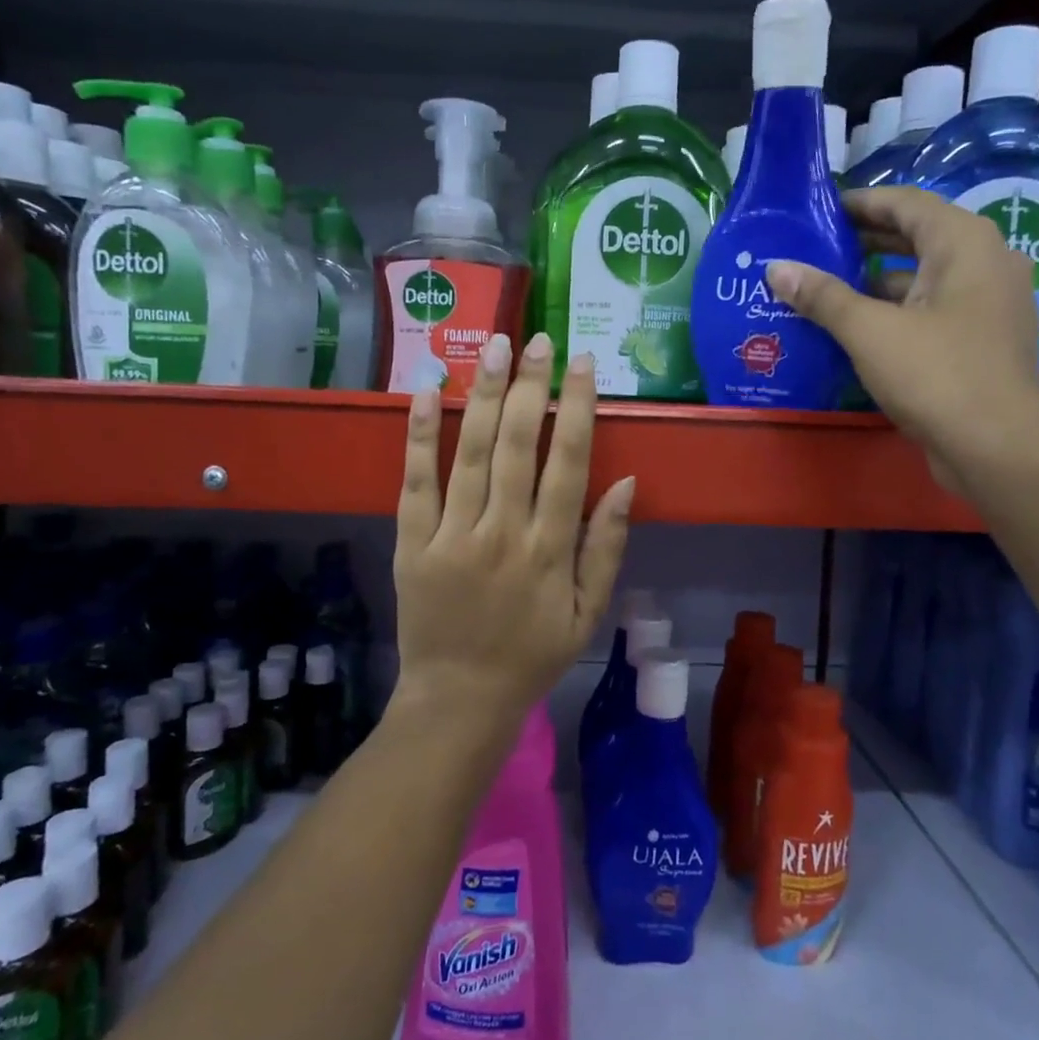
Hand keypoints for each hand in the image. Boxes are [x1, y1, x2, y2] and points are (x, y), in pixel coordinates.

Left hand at [392, 332, 633, 728]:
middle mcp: (503, 533)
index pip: (568, 462)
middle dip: (529, 386)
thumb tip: (626, 483)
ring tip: (494, 347)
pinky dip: (419, 434)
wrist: (459, 700)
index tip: (582, 363)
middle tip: (537, 339)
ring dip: (482, 394)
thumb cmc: (532, 656)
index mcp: (550, 550)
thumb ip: (607, 547)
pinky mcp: (412, 543)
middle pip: (517, 444)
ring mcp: (453, 536)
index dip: (577, 408)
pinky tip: (426, 391)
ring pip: (469, 452)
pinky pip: (415, 481)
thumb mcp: (588, 613)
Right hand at [766, 186, 1038, 496]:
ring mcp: (988, 304)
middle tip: (813, 248)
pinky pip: (932, 309)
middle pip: (916, 237)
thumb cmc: (936, 376)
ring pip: (924, 277)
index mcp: (965, 243)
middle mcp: (985, 262)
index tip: (816, 211)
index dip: (859, 203)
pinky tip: (856, 327)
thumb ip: (822, 296)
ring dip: (876, 280)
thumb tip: (777, 268)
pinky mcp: (982, 340)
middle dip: (863, 241)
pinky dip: (895, 310)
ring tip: (824, 287)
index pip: (905, 203)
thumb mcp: (869, 332)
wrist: (998, 450)